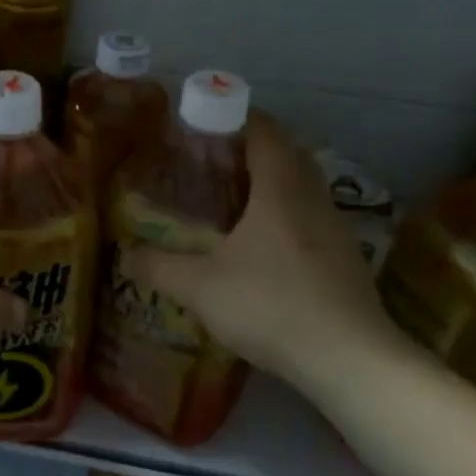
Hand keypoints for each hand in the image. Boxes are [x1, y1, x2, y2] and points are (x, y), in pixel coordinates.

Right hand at [121, 116, 412, 395]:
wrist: (349, 359)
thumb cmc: (272, 306)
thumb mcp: (200, 287)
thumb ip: (158, 267)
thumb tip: (125, 255)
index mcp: (280, 188)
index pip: (264, 130)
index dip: (235, 116)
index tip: (204, 122)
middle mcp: (313, 198)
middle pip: (288, 152)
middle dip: (253, 148)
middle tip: (213, 161)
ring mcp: (336, 228)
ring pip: (303, 186)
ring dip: (273, 183)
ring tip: (234, 202)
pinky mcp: (347, 258)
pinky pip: (312, 217)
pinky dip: (287, 215)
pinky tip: (264, 247)